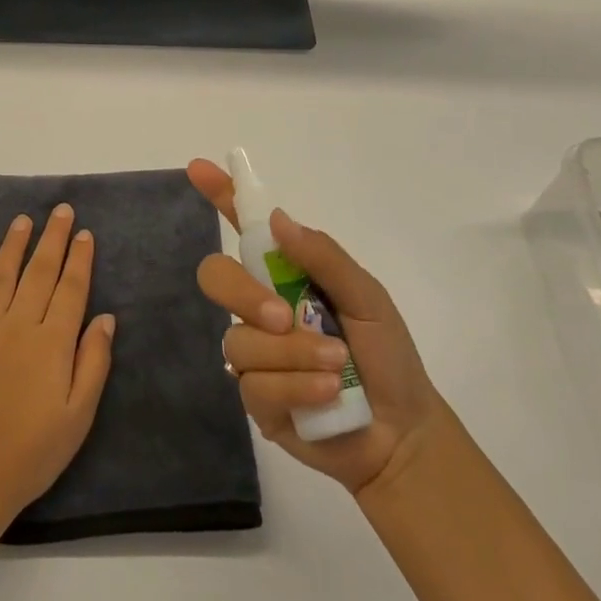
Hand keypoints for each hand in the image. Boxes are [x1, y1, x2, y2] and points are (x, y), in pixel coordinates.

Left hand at [0, 203, 115, 534]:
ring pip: (0, 275)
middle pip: (38, 271)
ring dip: (13, 245)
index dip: (79, 258)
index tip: (84, 233)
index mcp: (51, 342)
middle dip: (52, 238)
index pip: (70, 288)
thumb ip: (93, 362)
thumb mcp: (78, 416)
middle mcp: (17, 325)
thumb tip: (106, 317)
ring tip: (23, 220)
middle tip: (60, 209)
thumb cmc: (32, 452)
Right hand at [189, 159, 440, 495]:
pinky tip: (326, 394)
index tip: (198, 168)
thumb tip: (277, 220)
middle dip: (244, 294)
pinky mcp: (255, 398)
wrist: (401, 433)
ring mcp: (255, 352)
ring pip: (240, 339)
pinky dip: (296, 386)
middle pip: (216, 277)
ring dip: (292, 354)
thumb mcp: (367, 297)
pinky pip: (254, 384)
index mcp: (286, 273)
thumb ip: (324, 257)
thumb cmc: (387, 355)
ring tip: (336, 368)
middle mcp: (260, 306)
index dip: (221, 195)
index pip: (244, 227)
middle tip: (284, 317)